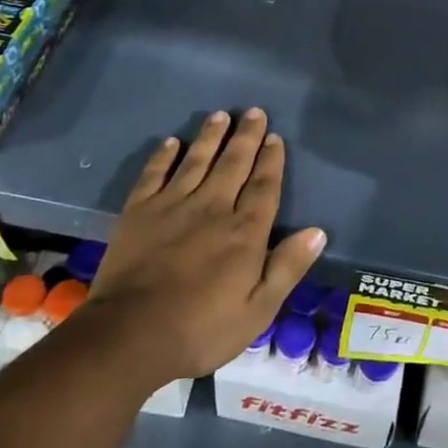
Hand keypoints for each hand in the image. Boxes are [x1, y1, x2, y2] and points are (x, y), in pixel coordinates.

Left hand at [86, 109, 324, 382]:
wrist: (130, 335)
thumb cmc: (201, 329)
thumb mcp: (257, 310)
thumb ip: (287, 267)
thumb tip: (318, 231)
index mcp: (244, 232)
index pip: (263, 186)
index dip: (271, 160)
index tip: (275, 137)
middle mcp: (212, 208)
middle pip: (233, 164)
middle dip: (246, 137)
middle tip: (253, 112)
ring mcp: (172, 206)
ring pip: (196, 161)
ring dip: (210, 137)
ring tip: (220, 115)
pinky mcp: (138, 213)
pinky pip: (154, 175)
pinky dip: (163, 157)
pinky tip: (171, 142)